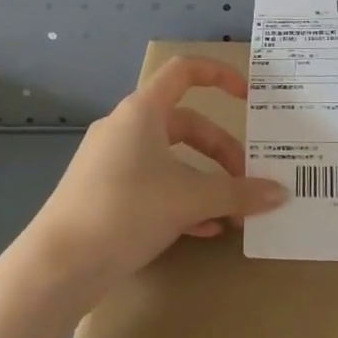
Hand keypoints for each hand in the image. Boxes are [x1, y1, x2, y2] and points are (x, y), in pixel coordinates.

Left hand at [24, 56, 286, 302]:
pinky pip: (153, 186)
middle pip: (185, 124)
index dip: (220, 76)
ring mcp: (111, 162)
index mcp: (142, 111)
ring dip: (204, 181)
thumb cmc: (125, 211)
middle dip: (221, 151)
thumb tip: (280, 193)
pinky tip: (204, 230)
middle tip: (246, 181)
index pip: (184, 71)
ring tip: (231, 213)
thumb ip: (238, 193)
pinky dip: (181, 200)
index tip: (249, 97)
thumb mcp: (189, 199)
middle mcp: (125, 128)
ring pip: (170, 159)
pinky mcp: (104, 194)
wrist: (57, 266)